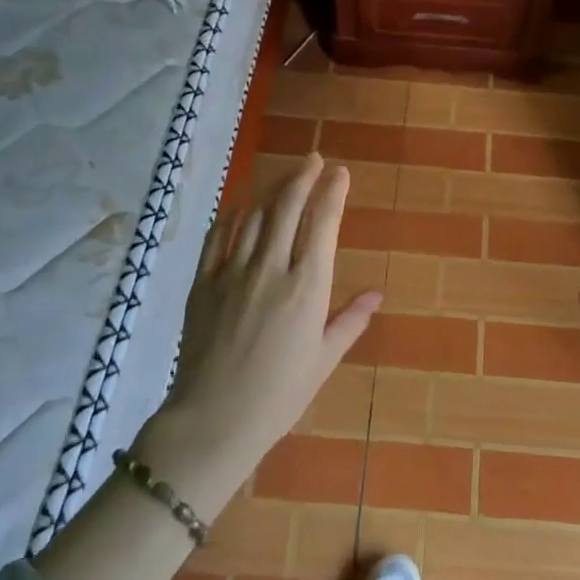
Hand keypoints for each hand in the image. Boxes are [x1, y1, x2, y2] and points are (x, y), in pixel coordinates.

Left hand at [138, 154, 377, 514]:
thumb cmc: (279, 395)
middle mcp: (271, 269)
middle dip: (303, 177)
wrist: (213, 420)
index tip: (340, 173)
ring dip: (272, 190)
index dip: (333, 192)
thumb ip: (350, 320)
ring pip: (254, 215)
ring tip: (285, 178)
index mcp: (307, 287)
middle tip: (314, 159)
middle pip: (287, 207)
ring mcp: (232, 272)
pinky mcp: (203, 282)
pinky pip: (218, 236)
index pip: (322, 224)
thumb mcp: (323, 359)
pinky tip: (241, 205)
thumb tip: (376, 294)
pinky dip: (232, 214)